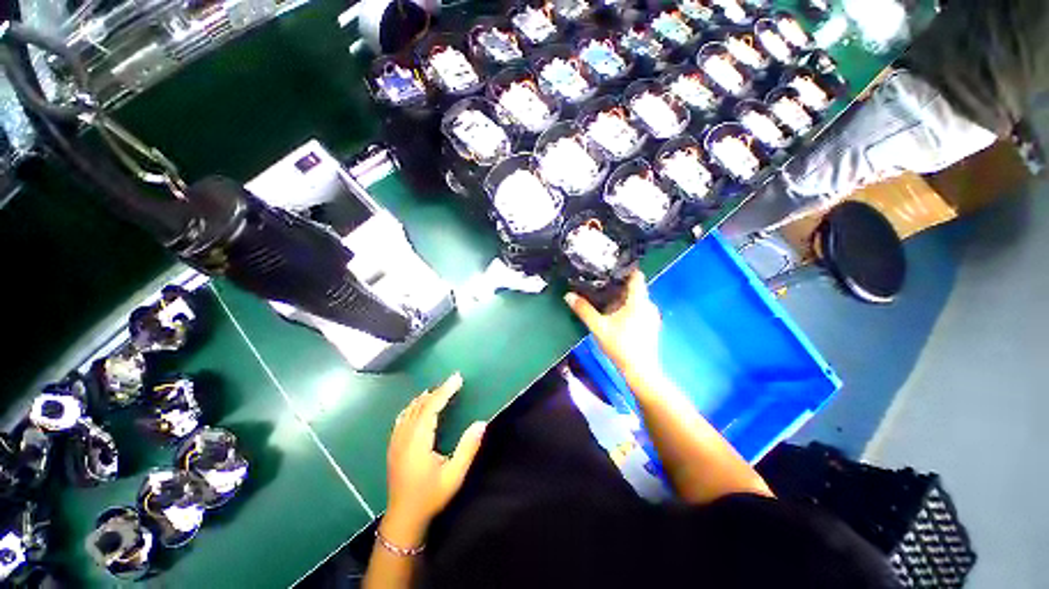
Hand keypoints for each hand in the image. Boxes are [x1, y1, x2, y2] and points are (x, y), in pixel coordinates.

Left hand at [382, 373, 486, 547]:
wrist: (404, 518)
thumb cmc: (431, 496)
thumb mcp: (454, 475)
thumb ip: (468, 448)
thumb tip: (481, 422)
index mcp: (418, 442)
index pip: (431, 408)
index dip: (444, 391)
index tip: (457, 379)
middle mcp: (404, 438)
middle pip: (420, 406)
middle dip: (437, 391)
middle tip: (453, 380)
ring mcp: (396, 442)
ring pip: (409, 411)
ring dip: (425, 397)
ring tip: (439, 389)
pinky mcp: (393, 447)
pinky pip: (401, 419)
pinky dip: (412, 407)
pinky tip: (417, 405)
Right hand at [565, 270, 661, 375]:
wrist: (640, 371)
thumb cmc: (620, 346)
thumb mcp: (598, 327)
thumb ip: (583, 310)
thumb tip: (568, 295)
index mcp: (638, 301)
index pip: (637, 276)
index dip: (625, 269)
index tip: (610, 267)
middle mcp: (649, 305)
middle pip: (635, 288)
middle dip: (619, 285)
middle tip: (601, 284)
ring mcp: (652, 316)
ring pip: (637, 300)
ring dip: (623, 298)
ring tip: (606, 298)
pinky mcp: (652, 326)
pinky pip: (640, 310)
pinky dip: (629, 308)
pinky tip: (616, 316)